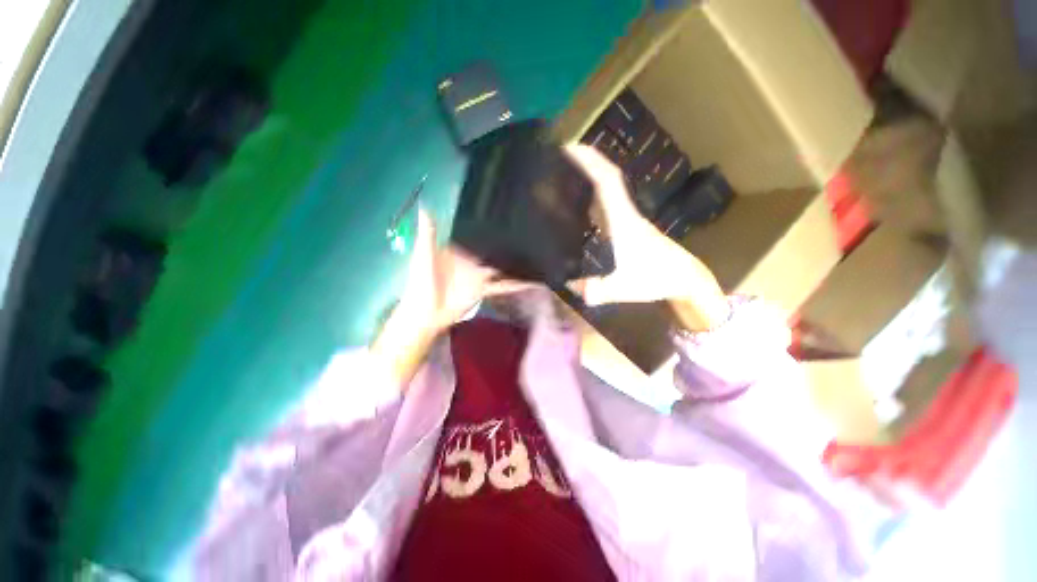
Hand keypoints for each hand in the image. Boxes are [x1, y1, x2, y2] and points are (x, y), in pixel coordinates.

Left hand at [372, 209, 527, 387]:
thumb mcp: (423, 255)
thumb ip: (428, 233)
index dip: (486, 226)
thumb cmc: (422, 282)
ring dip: (514, 262)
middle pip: (490, 249)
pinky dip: (517, 284)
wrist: (426, 313)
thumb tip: (425, 206)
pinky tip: (533, 281)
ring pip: (500, 265)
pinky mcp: (484, 289)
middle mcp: (470, 260)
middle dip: (505, 242)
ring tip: (536, 252)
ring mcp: (479, 275)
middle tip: (528, 230)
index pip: (473, 234)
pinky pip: (503, 285)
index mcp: (456, 250)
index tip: (504, 213)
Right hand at [564, 144, 729, 329]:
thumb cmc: (655, 278)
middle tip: (558, 157)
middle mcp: (624, 213)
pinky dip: (593, 196)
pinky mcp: (628, 227)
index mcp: (622, 220)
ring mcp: (627, 219)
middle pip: (606, 179)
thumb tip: (566, 285)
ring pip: (608, 190)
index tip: (569, 148)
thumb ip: (594, 290)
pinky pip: (608, 204)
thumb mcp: (621, 288)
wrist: (683, 278)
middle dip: (585, 163)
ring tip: (563, 175)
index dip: (589, 161)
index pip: (607, 181)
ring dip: (589, 177)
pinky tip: (579, 203)